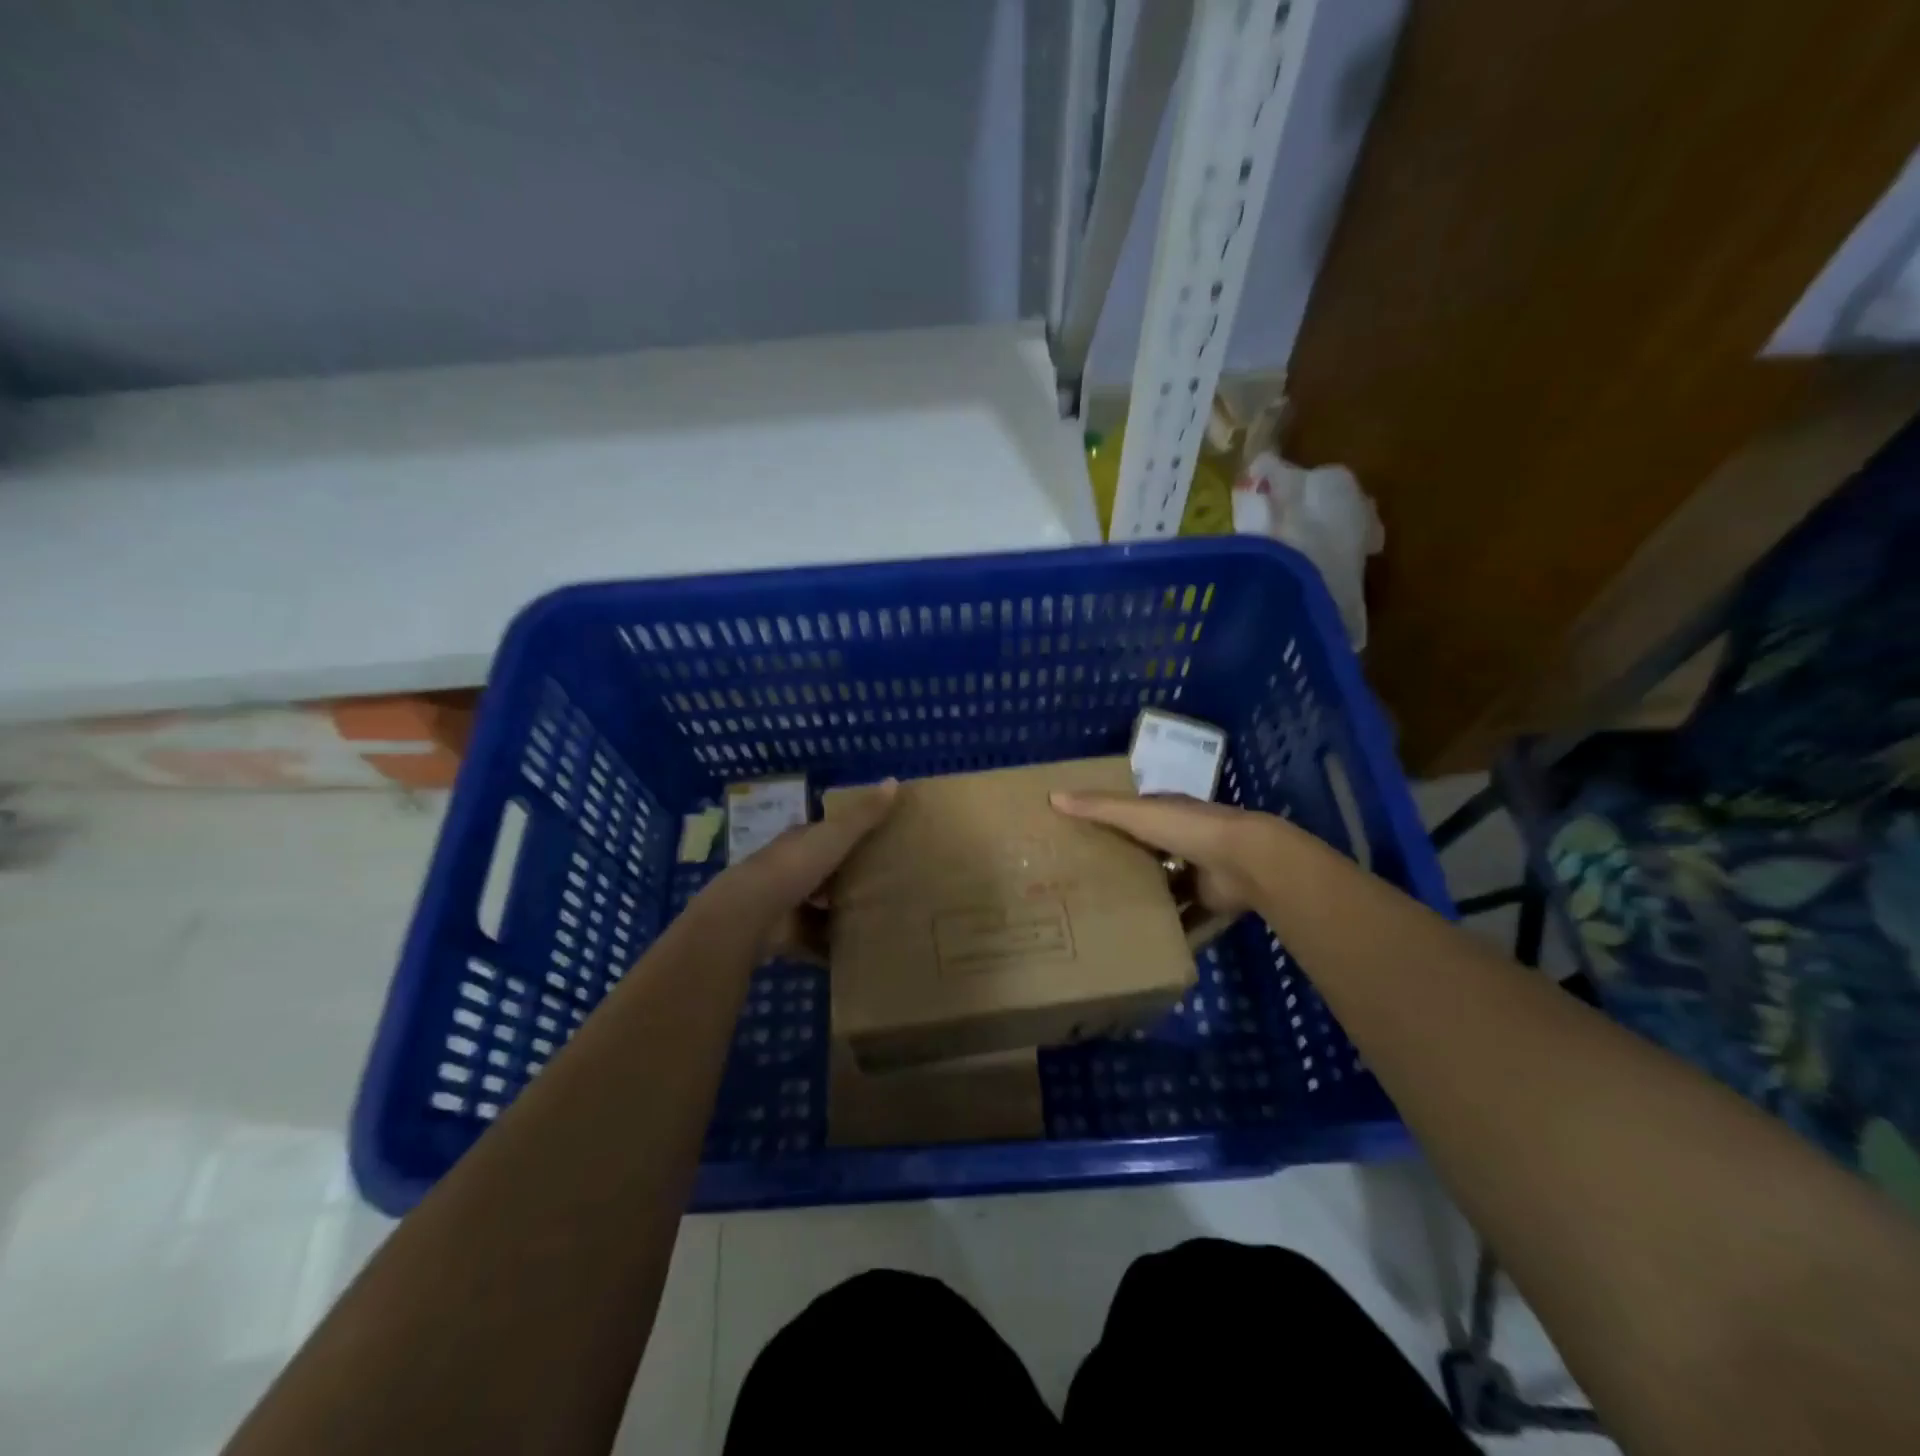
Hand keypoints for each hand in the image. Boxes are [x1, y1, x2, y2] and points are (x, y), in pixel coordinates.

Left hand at [696, 779, 898, 951]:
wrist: (751, 914)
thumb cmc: (794, 866)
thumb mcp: (835, 836)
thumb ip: (864, 814)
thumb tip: (894, 780)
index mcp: (800, 842)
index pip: (826, 835)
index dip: (850, 836)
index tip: (880, 842)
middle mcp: (790, 870)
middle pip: (823, 872)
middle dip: (847, 879)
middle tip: (887, 886)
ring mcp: (786, 904)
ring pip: (818, 908)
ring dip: (840, 914)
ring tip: (877, 920)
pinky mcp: (785, 936)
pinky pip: (814, 942)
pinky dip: (830, 948)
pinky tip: (856, 953)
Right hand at [1050, 790, 1278, 920]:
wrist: (1245, 861)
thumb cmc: (1189, 829)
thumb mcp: (1137, 814)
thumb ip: (1099, 807)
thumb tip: (1053, 797)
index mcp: (1168, 815)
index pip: (1134, 817)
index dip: (1109, 824)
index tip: (1079, 838)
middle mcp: (1184, 841)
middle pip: (1148, 855)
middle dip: (1124, 867)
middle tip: (1086, 886)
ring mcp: (1200, 873)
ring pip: (1166, 888)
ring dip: (1146, 900)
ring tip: (1108, 918)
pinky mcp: (1210, 903)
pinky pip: (1185, 919)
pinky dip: (1170, 930)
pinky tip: (1143, 943)